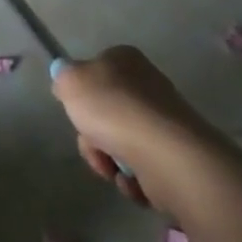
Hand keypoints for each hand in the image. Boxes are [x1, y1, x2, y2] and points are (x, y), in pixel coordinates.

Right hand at [50, 46, 230, 210]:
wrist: (168, 157)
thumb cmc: (114, 110)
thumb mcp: (70, 82)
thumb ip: (63, 78)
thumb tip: (67, 84)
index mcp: (125, 60)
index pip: (96, 71)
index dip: (82, 94)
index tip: (77, 111)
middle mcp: (148, 86)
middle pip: (106, 113)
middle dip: (94, 136)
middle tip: (93, 144)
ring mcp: (165, 124)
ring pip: (122, 143)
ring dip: (110, 160)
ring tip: (114, 169)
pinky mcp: (177, 158)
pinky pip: (143, 169)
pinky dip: (133, 179)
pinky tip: (134, 182)